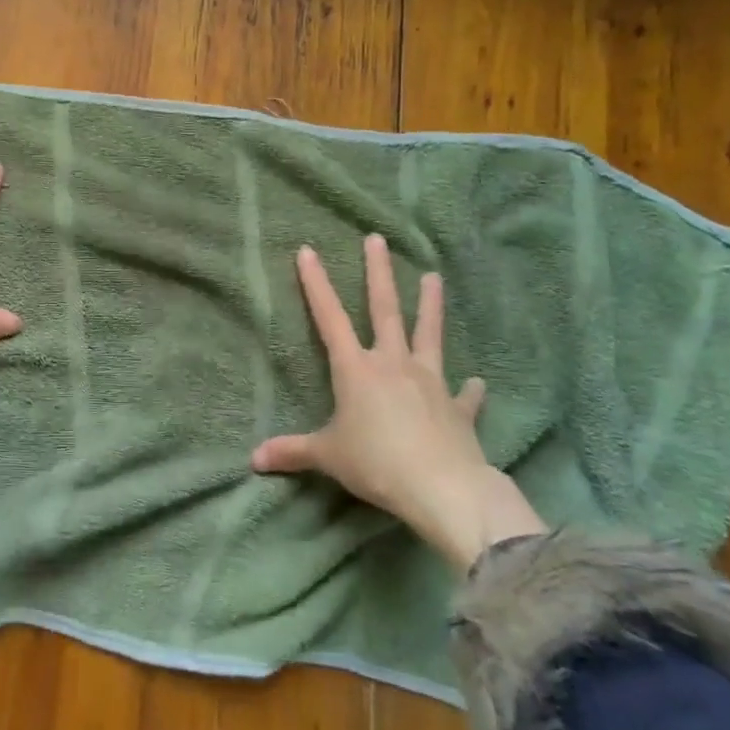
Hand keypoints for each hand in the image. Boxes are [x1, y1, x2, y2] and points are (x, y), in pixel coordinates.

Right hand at [251, 235, 545, 570]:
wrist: (443, 488)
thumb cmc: (376, 463)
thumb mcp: (327, 456)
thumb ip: (292, 451)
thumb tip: (253, 459)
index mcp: (356, 370)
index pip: (329, 318)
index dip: (316, 284)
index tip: (308, 251)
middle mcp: (393, 365)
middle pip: (384, 310)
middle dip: (378, 274)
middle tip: (377, 240)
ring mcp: (430, 383)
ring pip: (429, 335)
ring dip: (430, 306)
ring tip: (434, 277)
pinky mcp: (458, 409)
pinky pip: (464, 396)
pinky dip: (469, 390)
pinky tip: (476, 383)